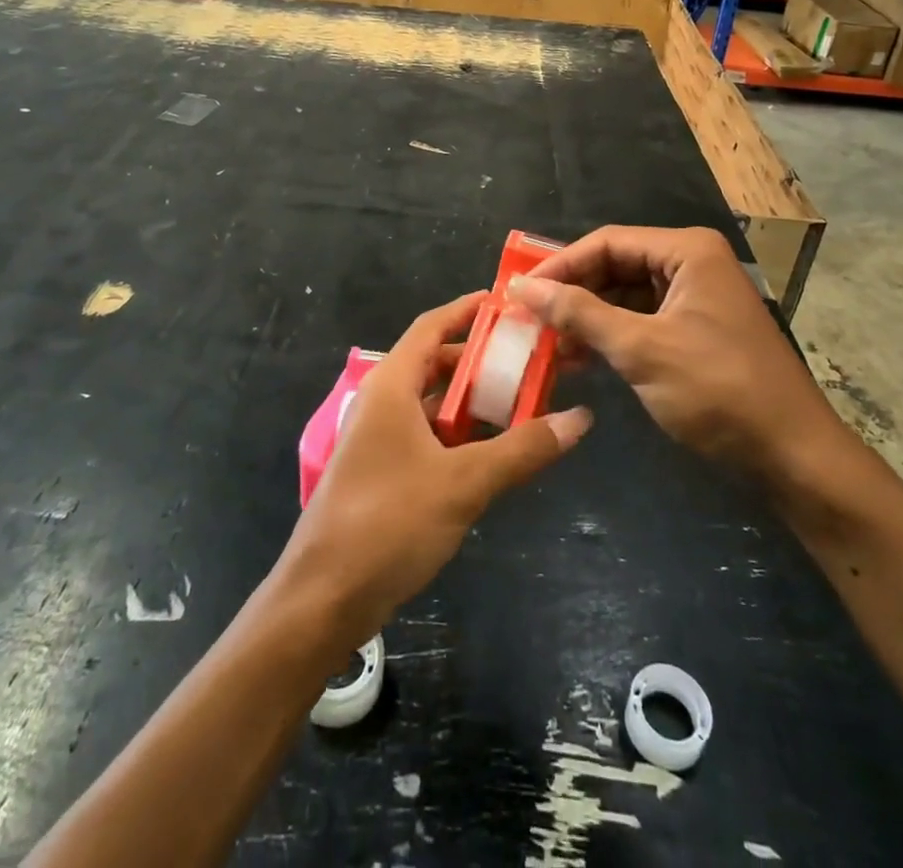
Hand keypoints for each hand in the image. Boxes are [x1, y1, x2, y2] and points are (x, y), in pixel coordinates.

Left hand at [278, 292, 591, 650]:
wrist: (323, 600)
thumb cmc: (389, 523)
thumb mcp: (464, 483)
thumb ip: (522, 449)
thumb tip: (579, 418)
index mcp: (391, 386)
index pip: (431, 327)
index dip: (465, 311)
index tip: (506, 302)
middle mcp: (382, 403)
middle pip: (435, 365)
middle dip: (480, 360)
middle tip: (529, 358)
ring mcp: (379, 440)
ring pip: (432, 404)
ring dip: (472, 402)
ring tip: (523, 400)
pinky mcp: (382, 473)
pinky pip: (427, 436)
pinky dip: (459, 435)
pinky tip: (493, 451)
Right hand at [509, 226, 844, 480]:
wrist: (792, 456)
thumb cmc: (717, 389)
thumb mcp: (641, 349)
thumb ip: (579, 314)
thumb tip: (523, 289)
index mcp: (686, 251)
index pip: (606, 242)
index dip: (559, 265)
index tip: (518, 292)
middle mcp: (690, 264)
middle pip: (613, 266)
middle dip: (571, 293)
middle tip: (527, 320)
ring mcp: (693, 299)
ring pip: (623, 297)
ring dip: (585, 319)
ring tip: (545, 345)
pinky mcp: (692, 332)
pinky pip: (639, 322)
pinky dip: (608, 337)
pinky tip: (577, 359)